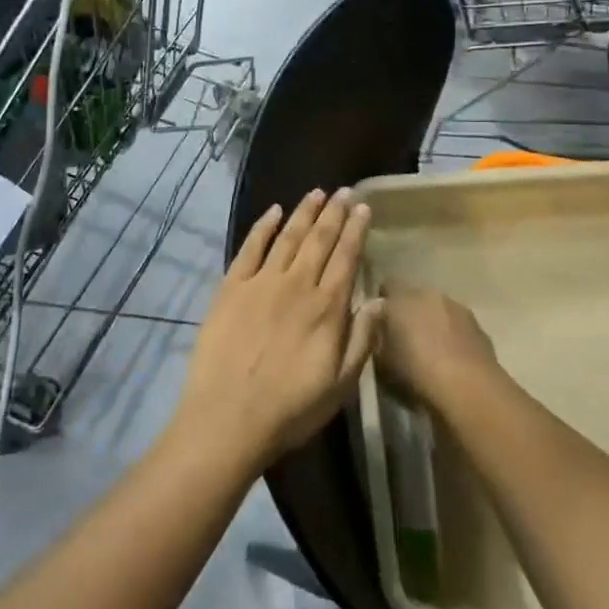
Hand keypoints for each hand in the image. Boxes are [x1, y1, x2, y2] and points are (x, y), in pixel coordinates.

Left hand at [173, 189, 381, 471]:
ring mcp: (261, 282)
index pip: (346, 257)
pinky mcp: (231, 286)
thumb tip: (379, 300)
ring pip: (288, 236)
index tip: (364, 208)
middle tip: (345, 191)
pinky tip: (273, 211)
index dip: (356, 230)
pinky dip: (263, 226)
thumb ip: (362, 339)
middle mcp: (296, 284)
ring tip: (317, 193)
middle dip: (334, 212)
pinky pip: (250, 247)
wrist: (228, 416)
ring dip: (304, 212)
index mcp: (326, 307)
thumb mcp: (341, 385)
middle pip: (319, 239)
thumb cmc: (291, 408)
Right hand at [378, 284, 498, 410]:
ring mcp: (457, 308)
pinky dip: (454, 337)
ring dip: (434, 323)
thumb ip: (378, 339)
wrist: (470, 390)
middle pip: (415, 297)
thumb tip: (380, 331)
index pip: (387, 286)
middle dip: (410, 312)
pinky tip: (453, 361)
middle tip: (406, 339)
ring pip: (439, 310)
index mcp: (401, 299)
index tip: (381, 323)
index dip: (384, 302)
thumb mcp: (382, 362)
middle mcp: (429, 295)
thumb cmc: (417, 374)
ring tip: (432, 351)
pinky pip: (459, 326)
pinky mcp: (479, 327)